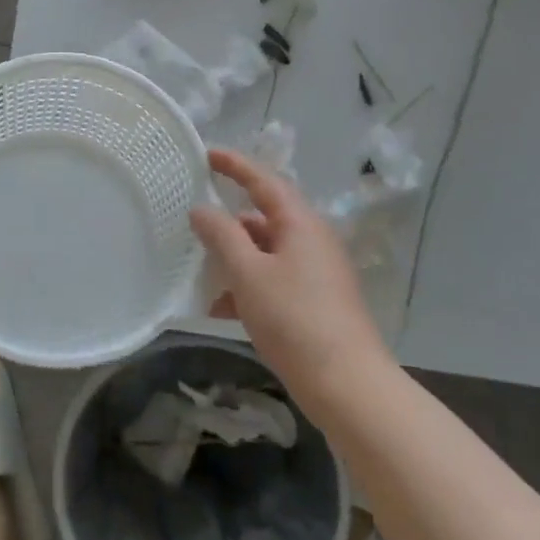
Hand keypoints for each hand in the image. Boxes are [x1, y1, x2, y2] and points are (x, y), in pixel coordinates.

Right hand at [190, 148, 393, 418]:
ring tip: (198, 271)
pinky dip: (247, 286)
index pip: (264, 181)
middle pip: (264, 217)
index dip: (235, 165)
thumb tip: (201, 209)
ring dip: (233, 258)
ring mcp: (316, 273)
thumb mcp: (248, 273)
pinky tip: (219, 309)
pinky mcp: (315, 302)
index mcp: (300, 224)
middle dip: (228, 222)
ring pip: (266, 252)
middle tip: (192, 222)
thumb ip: (221, 236)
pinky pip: (273, 280)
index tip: (206, 154)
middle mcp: (312, 241)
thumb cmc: (294, 319)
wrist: (347, 385)